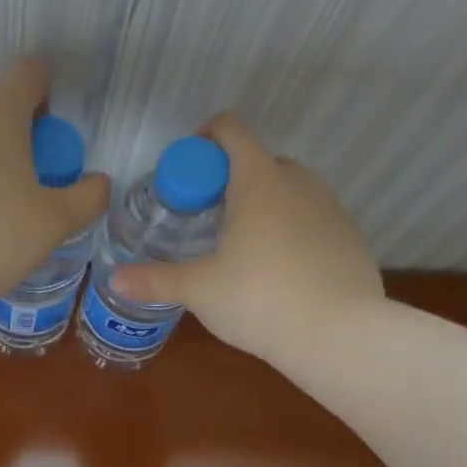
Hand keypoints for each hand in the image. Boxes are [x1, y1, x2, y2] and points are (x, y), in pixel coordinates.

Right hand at [110, 114, 381, 363]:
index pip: (230, 130)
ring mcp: (331, 209)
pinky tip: (280, 271)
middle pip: (260, 160)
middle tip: (207, 217)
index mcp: (259, 180)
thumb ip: (155, 280)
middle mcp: (299, 183)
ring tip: (243, 246)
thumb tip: (114, 280)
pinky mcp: (351, 238)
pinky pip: (313, 218)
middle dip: (231, 179)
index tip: (186, 173)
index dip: (203, 139)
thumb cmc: (260, 299)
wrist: (340, 336)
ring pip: (290, 189)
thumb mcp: (199, 290)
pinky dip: (292, 230)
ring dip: (264, 203)